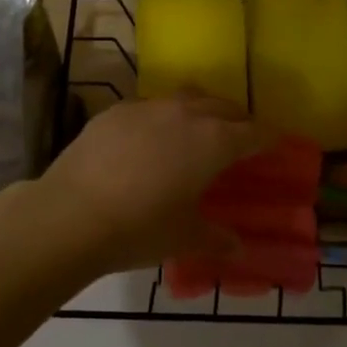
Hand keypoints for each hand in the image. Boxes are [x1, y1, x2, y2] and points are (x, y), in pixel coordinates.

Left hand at [36, 95, 268, 274]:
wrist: (70, 214)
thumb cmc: (139, 228)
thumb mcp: (184, 238)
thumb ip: (216, 238)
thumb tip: (237, 247)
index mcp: (213, 142)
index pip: (253, 133)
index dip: (268, 139)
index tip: (276, 144)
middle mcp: (185, 114)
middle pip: (222, 107)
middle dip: (237, 119)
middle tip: (240, 137)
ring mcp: (147, 107)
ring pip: (185, 99)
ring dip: (200, 111)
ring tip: (198, 130)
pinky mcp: (115, 111)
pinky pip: (150, 107)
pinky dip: (161, 117)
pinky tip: (150, 138)